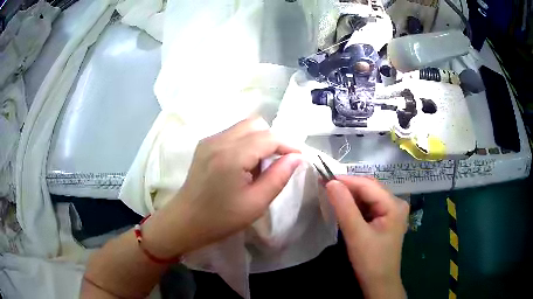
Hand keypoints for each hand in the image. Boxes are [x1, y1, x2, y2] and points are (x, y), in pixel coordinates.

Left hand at [142, 117, 301, 257]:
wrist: (186, 221)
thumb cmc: (221, 218)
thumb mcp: (256, 203)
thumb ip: (279, 177)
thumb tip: (296, 157)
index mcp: (231, 156)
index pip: (269, 137)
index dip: (288, 145)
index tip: (299, 158)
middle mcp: (219, 140)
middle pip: (256, 124)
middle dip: (272, 140)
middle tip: (275, 164)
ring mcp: (209, 140)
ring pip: (244, 126)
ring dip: (258, 140)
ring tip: (257, 167)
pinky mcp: (204, 144)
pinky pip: (233, 133)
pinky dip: (245, 143)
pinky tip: (242, 165)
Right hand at [326, 176, 408, 298]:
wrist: (379, 283)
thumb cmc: (371, 261)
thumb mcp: (356, 235)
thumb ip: (344, 207)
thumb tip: (331, 182)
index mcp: (393, 205)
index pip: (368, 185)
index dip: (346, 180)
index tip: (323, 179)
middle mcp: (395, 203)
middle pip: (369, 188)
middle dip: (347, 187)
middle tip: (325, 187)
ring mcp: (391, 211)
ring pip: (368, 197)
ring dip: (350, 196)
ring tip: (331, 195)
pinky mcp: (385, 220)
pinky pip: (368, 206)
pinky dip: (354, 206)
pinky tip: (343, 208)